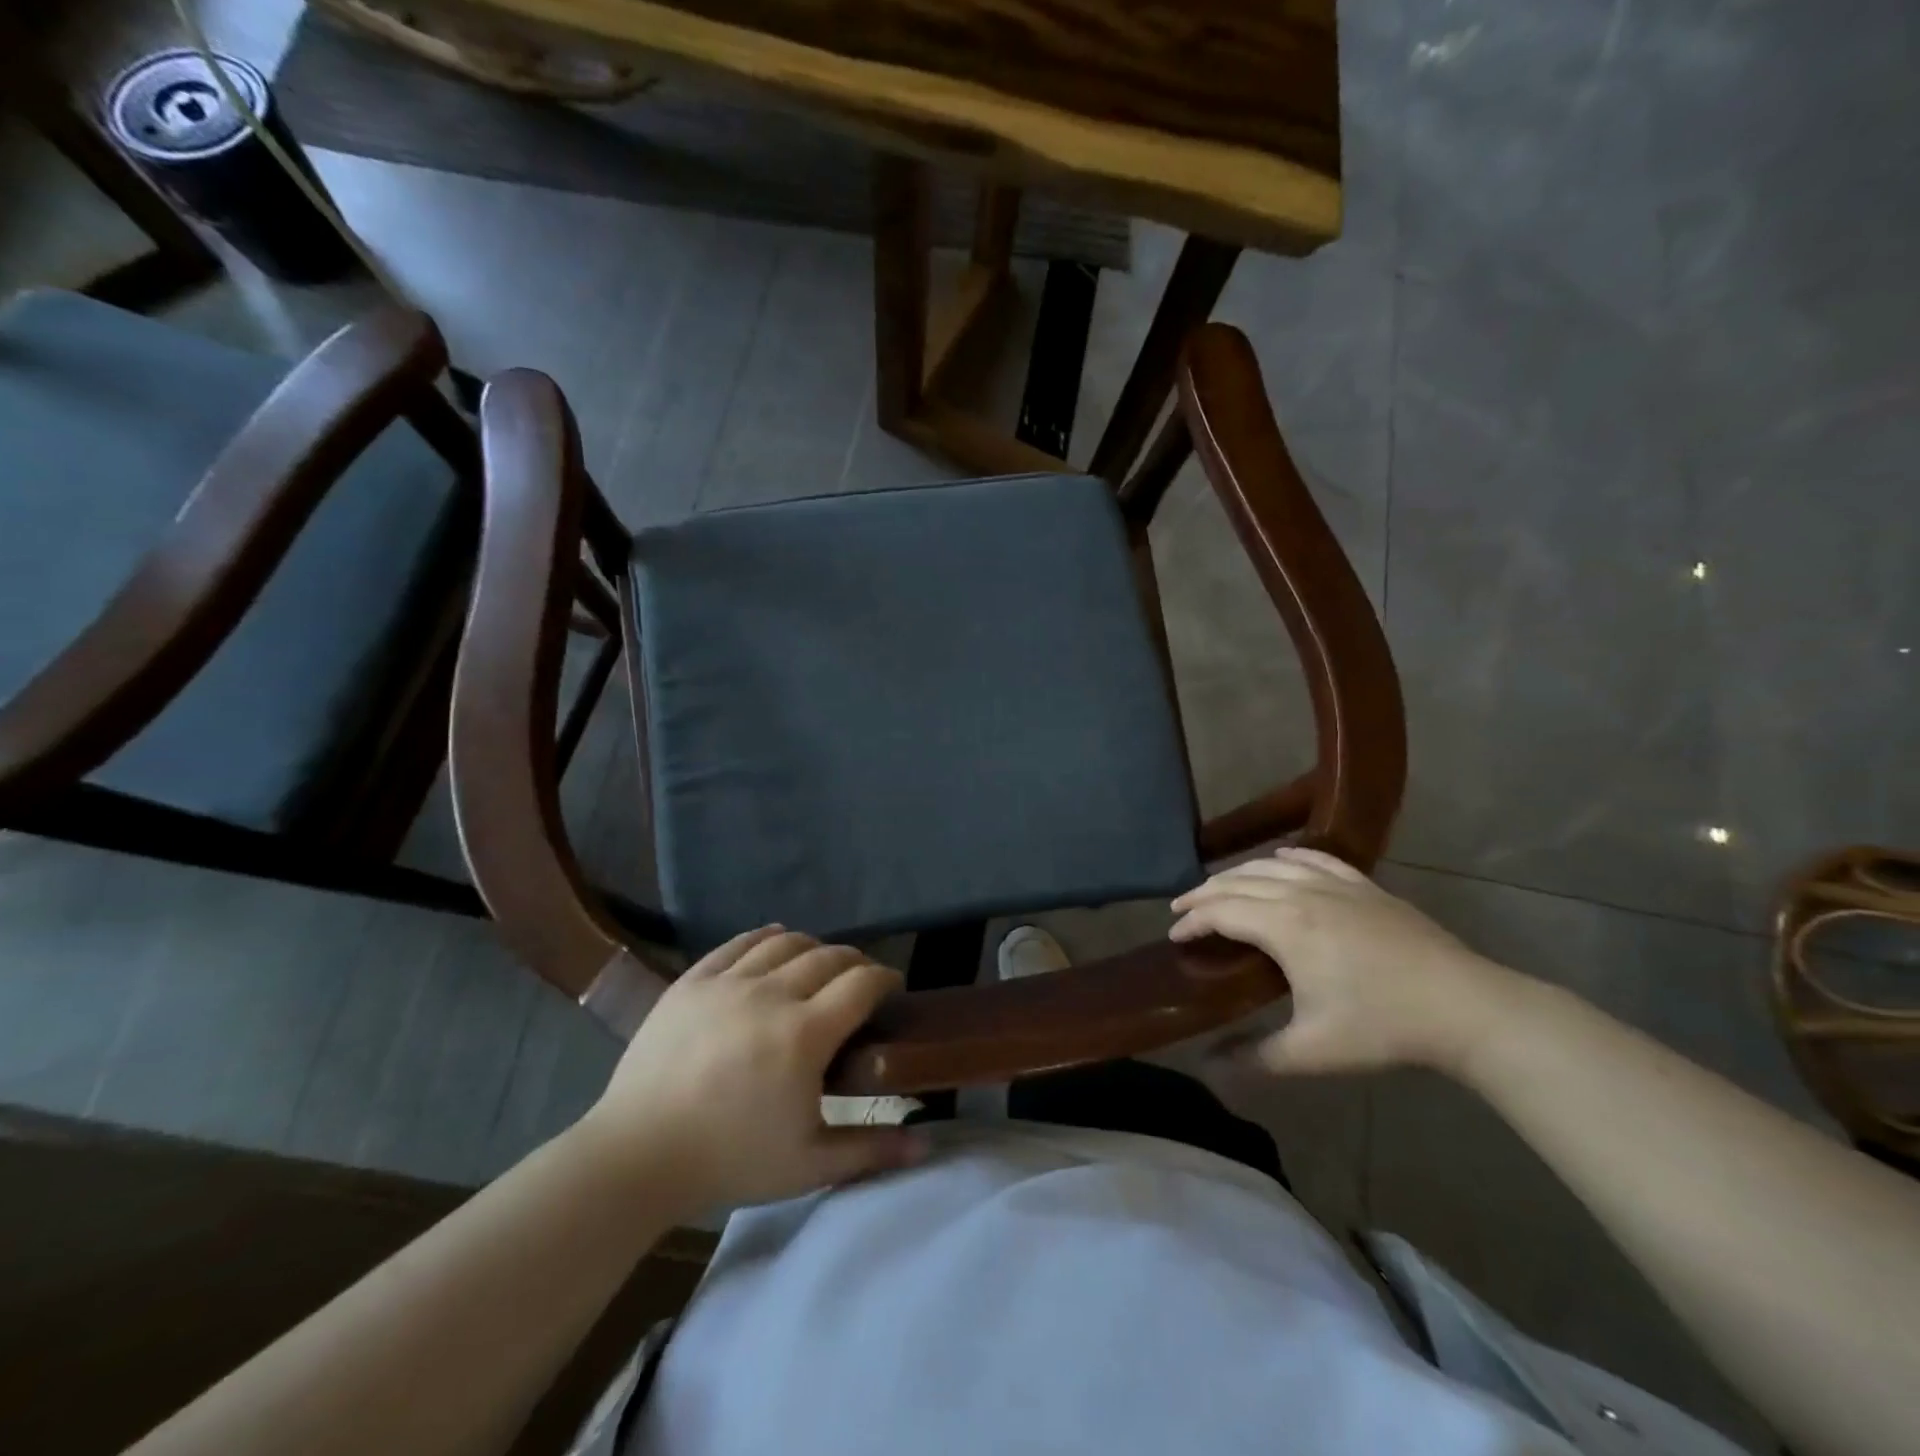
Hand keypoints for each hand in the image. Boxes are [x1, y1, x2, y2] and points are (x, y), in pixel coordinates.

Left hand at [580, 927, 926, 1212]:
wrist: (637, 1156)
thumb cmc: (730, 1161)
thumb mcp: (809, 1165)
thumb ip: (871, 1151)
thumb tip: (926, 1147)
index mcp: (805, 1034)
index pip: (862, 984)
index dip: (884, 978)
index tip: (891, 988)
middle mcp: (772, 995)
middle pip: (828, 956)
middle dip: (854, 962)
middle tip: (859, 982)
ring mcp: (728, 983)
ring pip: (786, 943)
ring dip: (813, 948)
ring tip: (818, 965)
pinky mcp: (693, 980)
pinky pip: (739, 943)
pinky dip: (766, 938)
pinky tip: (775, 944)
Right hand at [1170, 848, 1524, 1076]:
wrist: (1466, 1007)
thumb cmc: (1382, 1027)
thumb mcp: (1312, 1051)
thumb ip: (1255, 1058)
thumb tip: (1208, 1069)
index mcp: (1284, 926)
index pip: (1221, 912)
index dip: (1192, 922)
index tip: (1173, 936)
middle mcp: (1302, 894)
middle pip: (1239, 882)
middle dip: (1204, 894)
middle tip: (1182, 909)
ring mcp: (1337, 885)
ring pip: (1272, 866)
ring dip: (1238, 874)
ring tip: (1220, 887)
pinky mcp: (1365, 887)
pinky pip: (1315, 858)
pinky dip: (1288, 857)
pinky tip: (1280, 859)